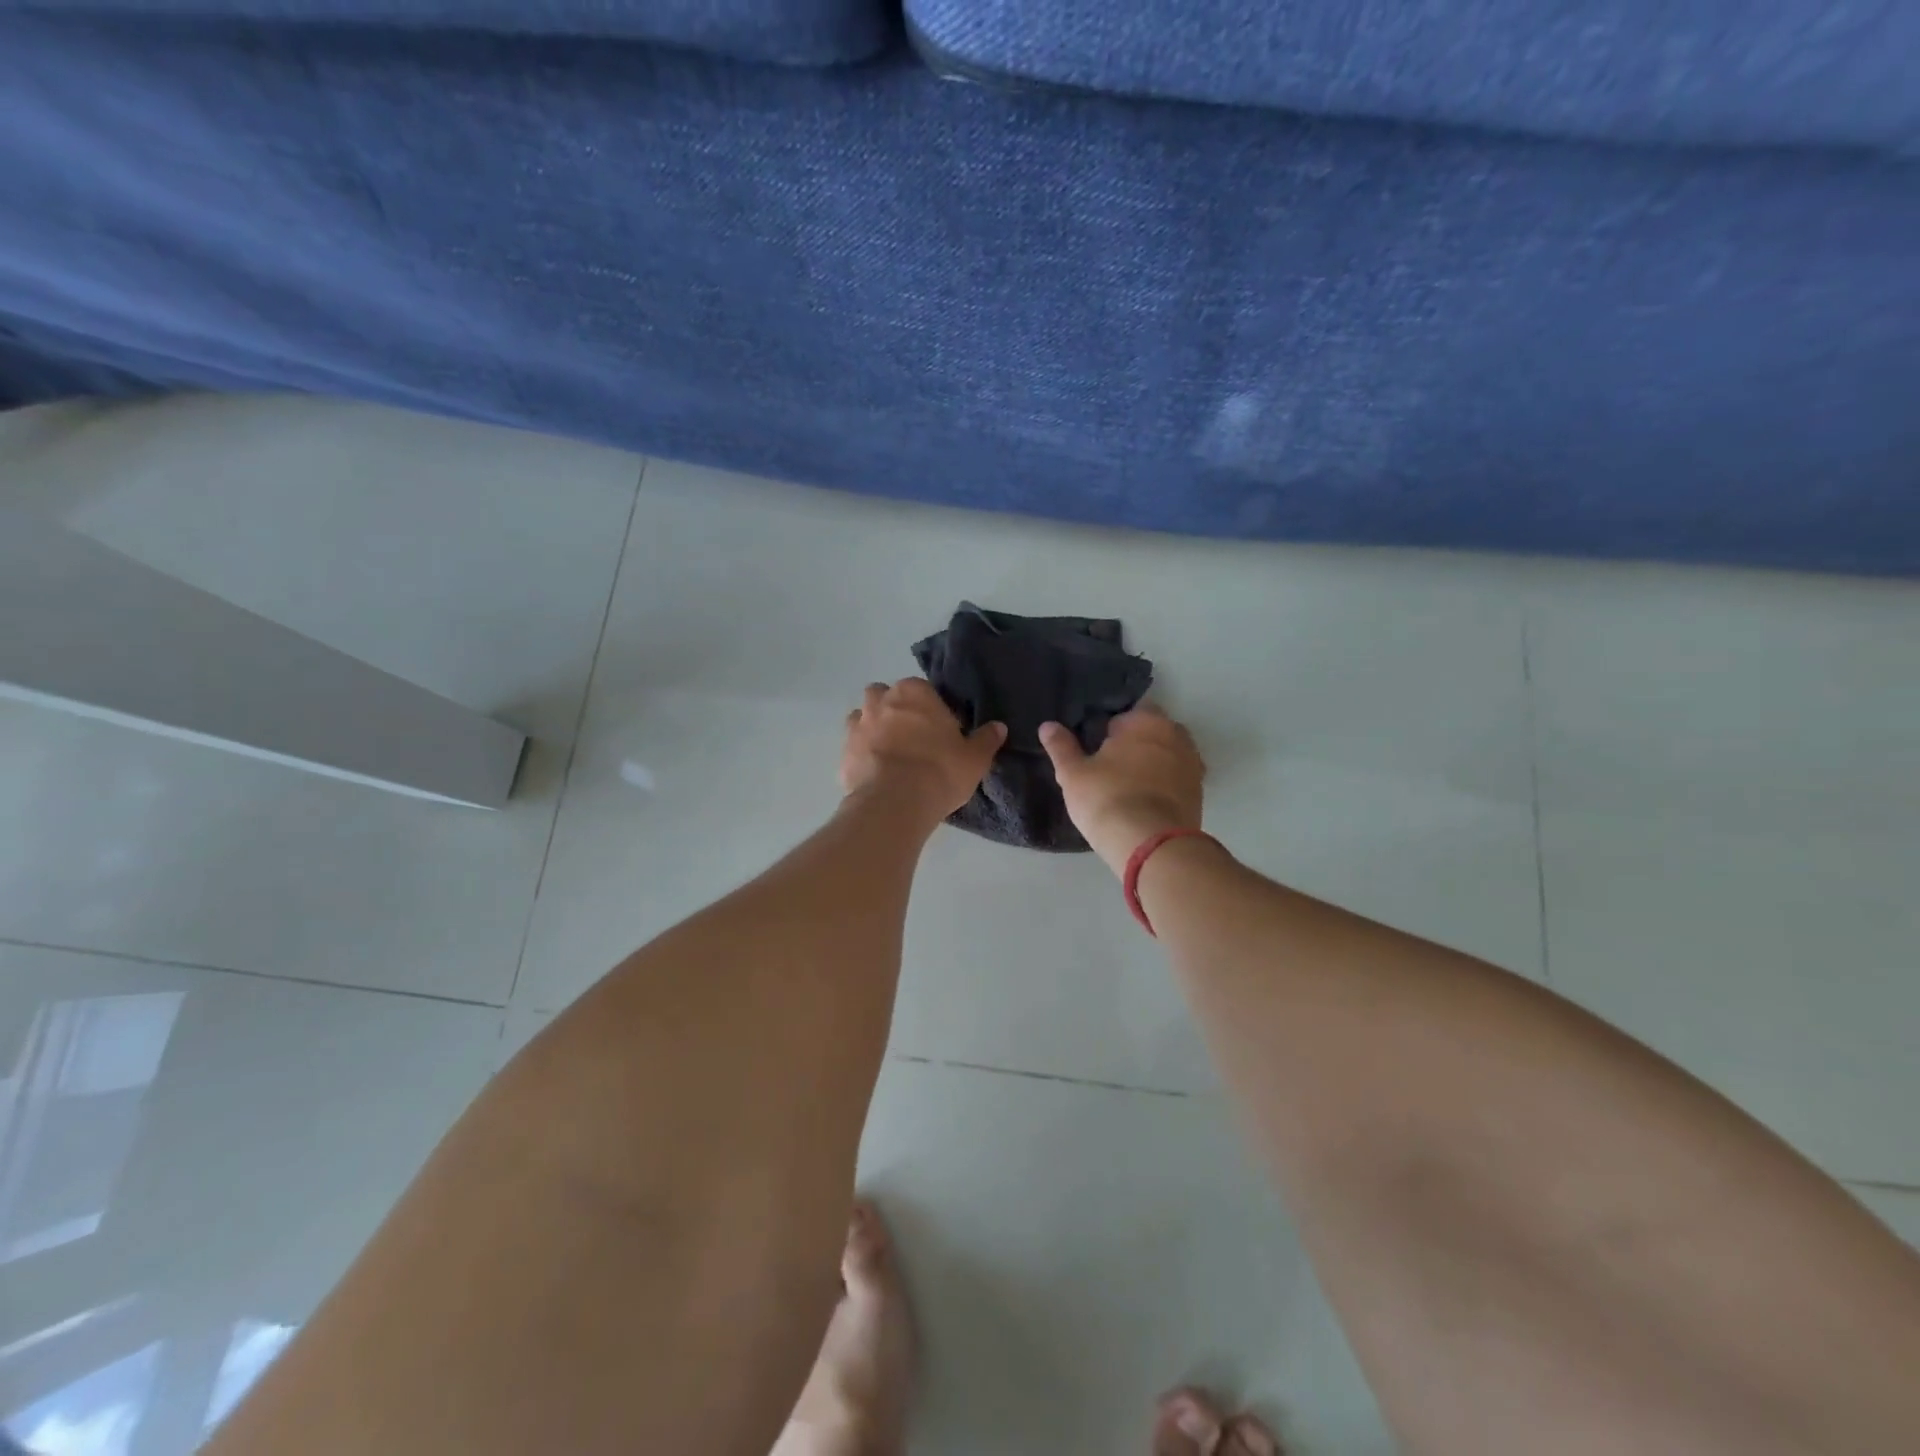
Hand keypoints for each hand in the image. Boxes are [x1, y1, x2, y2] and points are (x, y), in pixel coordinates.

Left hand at [841, 678, 1005, 820]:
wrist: (894, 804)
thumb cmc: (940, 771)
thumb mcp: (974, 758)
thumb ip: (986, 739)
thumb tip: (999, 727)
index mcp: (913, 692)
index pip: (923, 690)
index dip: (931, 710)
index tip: (940, 731)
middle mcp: (880, 701)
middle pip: (885, 697)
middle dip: (895, 712)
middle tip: (913, 740)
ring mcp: (857, 726)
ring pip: (863, 719)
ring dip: (874, 731)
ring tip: (892, 757)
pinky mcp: (843, 754)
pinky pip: (854, 749)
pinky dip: (863, 757)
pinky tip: (877, 776)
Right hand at [1040, 705, 1204, 875]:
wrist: (1151, 845)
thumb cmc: (1107, 799)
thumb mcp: (1073, 774)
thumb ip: (1061, 747)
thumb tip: (1047, 725)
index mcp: (1145, 720)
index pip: (1126, 713)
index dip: (1109, 730)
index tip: (1096, 749)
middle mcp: (1176, 734)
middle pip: (1151, 731)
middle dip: (1135, 743)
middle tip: (1110, 768)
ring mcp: (1192, 763)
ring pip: (1167, 754)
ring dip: (1152, 763)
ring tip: (1129, 786)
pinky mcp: (1199, 792)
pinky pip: (1177, 778)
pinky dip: (1165, 784)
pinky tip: (1146, 801)